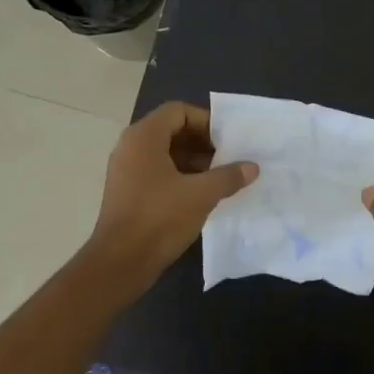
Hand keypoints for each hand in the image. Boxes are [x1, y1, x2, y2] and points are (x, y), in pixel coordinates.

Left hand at [86, 102, 255, 294]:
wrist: (121, 261)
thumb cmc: (160, 219)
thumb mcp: (201, 195)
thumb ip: (229, 176)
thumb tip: (252, 167)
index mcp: (144, 137)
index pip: (178, 111)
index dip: (206, 122)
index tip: (228, 141)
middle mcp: (131, 147)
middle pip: (171, 130)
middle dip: (203, 143)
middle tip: (229, 159)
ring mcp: (126, 170)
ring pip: (165, 153)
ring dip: (194, 161)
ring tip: (220, 178)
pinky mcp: (127, 191)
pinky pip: (157, 172)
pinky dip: (180, 176)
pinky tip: (201, 195)